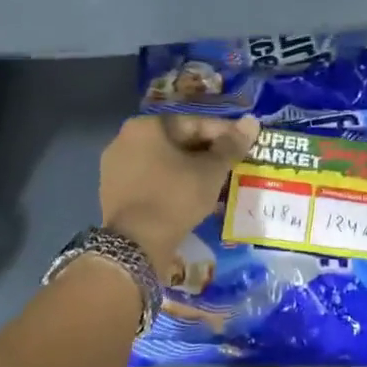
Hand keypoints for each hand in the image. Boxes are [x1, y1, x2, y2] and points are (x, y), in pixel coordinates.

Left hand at [101, 115, 259, 271]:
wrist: (135, 245)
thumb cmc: (175, 198)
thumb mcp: (210, 171)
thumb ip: (231, 146)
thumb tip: (252, 122)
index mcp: (146, 126)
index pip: (195, 124)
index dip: (225, 134)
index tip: (245, 145)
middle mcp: (125, 139)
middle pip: (178, 142)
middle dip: (207, 153)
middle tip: (233, 165)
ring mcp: (115, 166)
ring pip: (165, 162)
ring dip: (191, 169)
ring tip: (217, 182)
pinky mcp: (114, 191)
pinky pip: (152, 179)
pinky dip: (173, 183)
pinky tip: (192, 196)